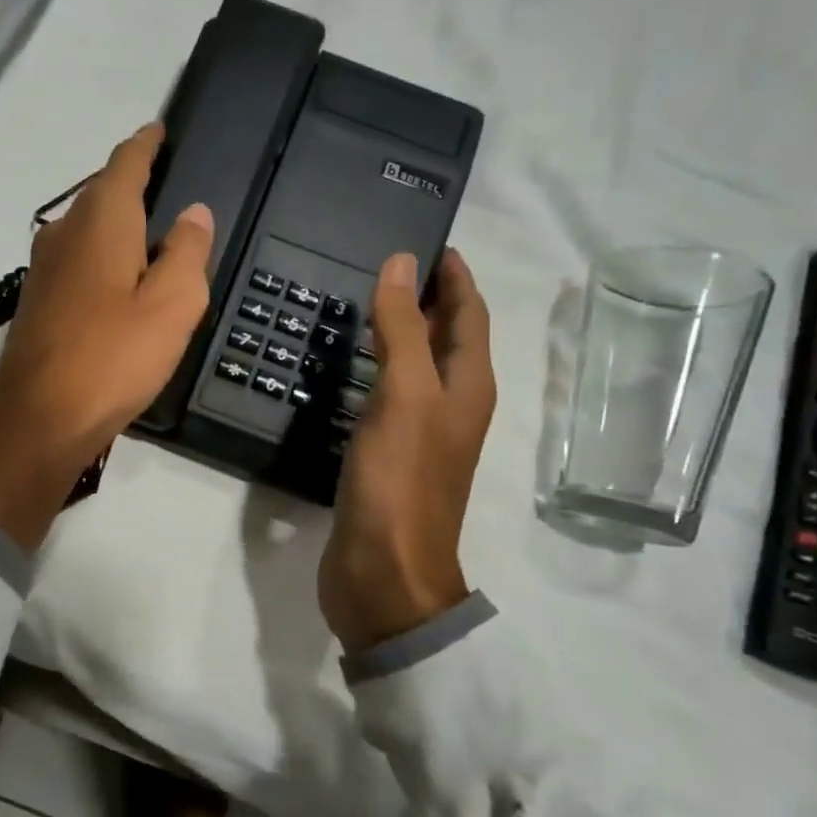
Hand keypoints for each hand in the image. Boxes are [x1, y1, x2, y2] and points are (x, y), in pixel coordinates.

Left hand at [0, 124, 213, 551]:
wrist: (40, 419)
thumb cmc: (113, 357)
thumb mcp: (173, 305)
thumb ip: (188, 252)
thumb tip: (193, 212)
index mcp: (101, 221)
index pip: (125, 162)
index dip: (147, 143)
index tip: (161, 129)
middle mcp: (64, 232)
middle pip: (102, 193)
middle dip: (132, 182)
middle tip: (169, 186)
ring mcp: (43, 267)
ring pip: (86, 227)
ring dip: (115, 222)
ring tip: (150, 233)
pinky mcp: (37, 300)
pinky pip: (76, 259)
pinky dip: (101, 255)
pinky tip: (118, 278)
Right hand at [319, 247, 496, 652]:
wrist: (384, 574)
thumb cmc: (400, 482)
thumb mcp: (404, 396)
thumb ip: (401, 330)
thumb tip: (401, 263)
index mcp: (467, 388)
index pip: (469, 316)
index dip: (455, 278)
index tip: (432, 242)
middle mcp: (450, 407)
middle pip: (446, 340)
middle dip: (428, 300)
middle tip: (390, 265)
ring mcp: (418, 435)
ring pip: (414, 369)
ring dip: (399, 335)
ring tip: (364, 305)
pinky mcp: (387, 457)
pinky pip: (386, 398)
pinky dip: (373, 372)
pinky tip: (346, 368)